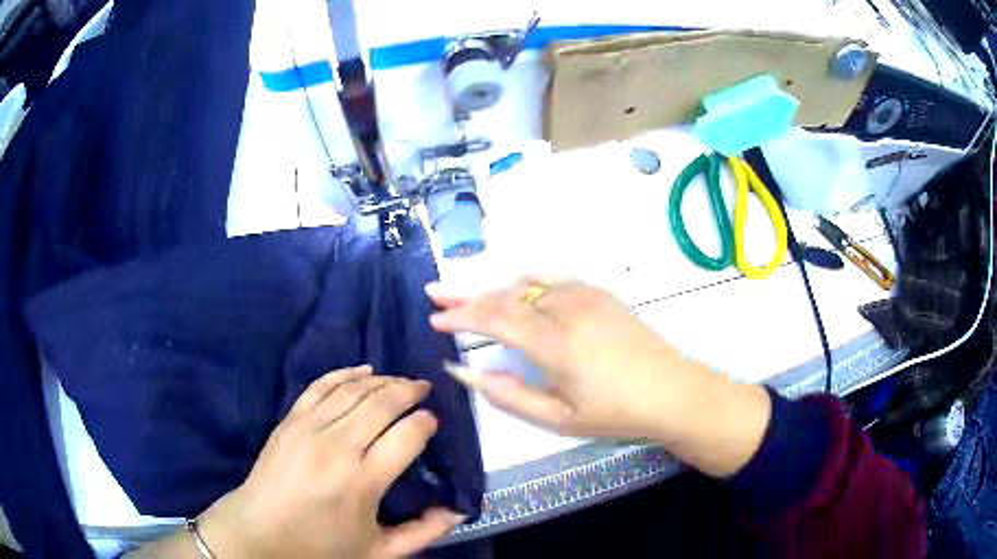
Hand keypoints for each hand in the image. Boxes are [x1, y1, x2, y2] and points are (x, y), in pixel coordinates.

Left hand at [195, 366, 464, 558]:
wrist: (260, 533)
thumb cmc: (322, 547)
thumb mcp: (379, 551)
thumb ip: (423, 532)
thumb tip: (458, 511)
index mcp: (363, 482)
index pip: (407, 435)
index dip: (426, 423)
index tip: (433, 422)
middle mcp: (337, 447)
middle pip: (382, 403)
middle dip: (409, 390)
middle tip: (425, 389)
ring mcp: (309, 429)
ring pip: (354, 390)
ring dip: (383, 379)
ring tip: (401, 380)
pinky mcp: (290, 421)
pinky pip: (320, 386)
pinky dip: (344, 374)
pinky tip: (363, 370)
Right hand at [427, 278, 770, 476]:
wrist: (672, 391)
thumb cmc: (615, 412)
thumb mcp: (558, 418)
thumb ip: (508, 394)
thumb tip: (465, 373)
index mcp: (555, 343)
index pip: (495, 319)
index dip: (461, 316)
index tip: (435, 318)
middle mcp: (567, 309)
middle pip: (507, 294)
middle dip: (468, 295)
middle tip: (437, 294)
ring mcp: (587, 295)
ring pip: (528, 283)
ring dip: (496, 289)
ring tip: (471, 298)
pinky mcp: (601, 293)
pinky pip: (553, 280)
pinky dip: (526, 283)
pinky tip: (516, 291)